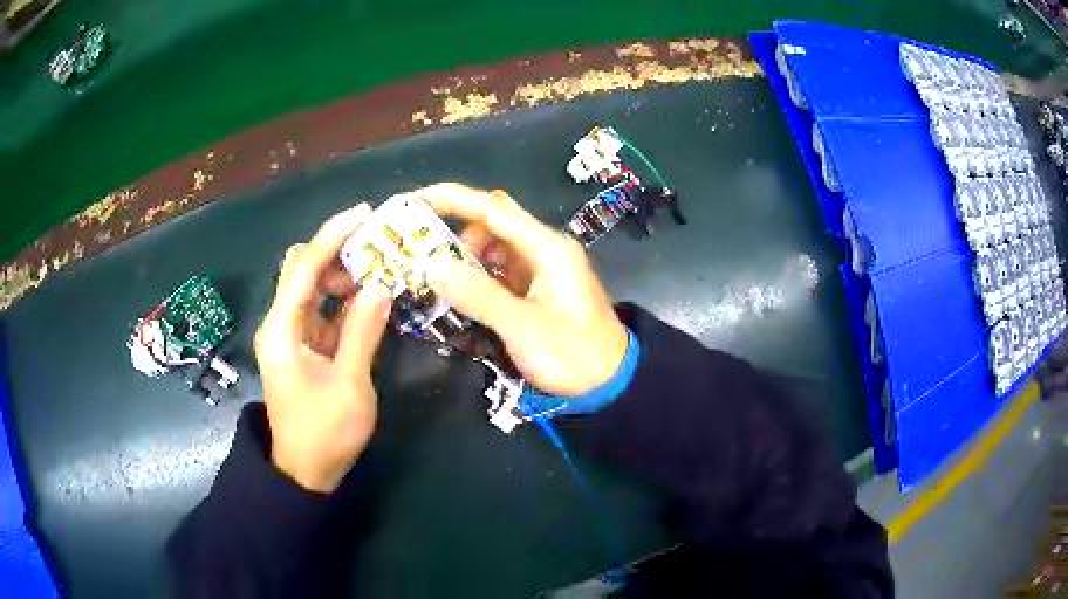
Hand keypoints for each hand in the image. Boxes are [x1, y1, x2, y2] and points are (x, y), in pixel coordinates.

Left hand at [254, 203, 392, 492]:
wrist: (305, 472)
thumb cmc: (324, 432)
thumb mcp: (349, 384)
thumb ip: (363, 332)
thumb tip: (380, 286)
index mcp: (282, 329)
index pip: (304, 267)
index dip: (331, 236)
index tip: (364, 214)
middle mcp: (281, 324)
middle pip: (303, 271)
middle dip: (337, 252)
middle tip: (378, 246)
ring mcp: (292, 336)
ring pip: (313, 290)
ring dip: (343, 276)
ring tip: (380, 271)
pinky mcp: (304, 349)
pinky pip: (323, 312)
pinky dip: (344, 301)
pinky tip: (370, 299)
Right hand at [413, 183, 628, 396]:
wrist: (610, 383)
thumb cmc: (572, 354)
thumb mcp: (522, 327)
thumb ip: (478, 294)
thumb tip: (432, 264)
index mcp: (547, 248)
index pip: (493, 210)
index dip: (453, 199)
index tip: (415, 200)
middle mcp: (545, 249)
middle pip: (495, 222)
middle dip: (457, 229)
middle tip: (421, 249)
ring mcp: (542, 268)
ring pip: (496, 246)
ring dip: (466, 255)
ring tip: (436, 277)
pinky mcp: (538, 288)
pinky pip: (501, 270)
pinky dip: (478, 274)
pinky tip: (459, 291)